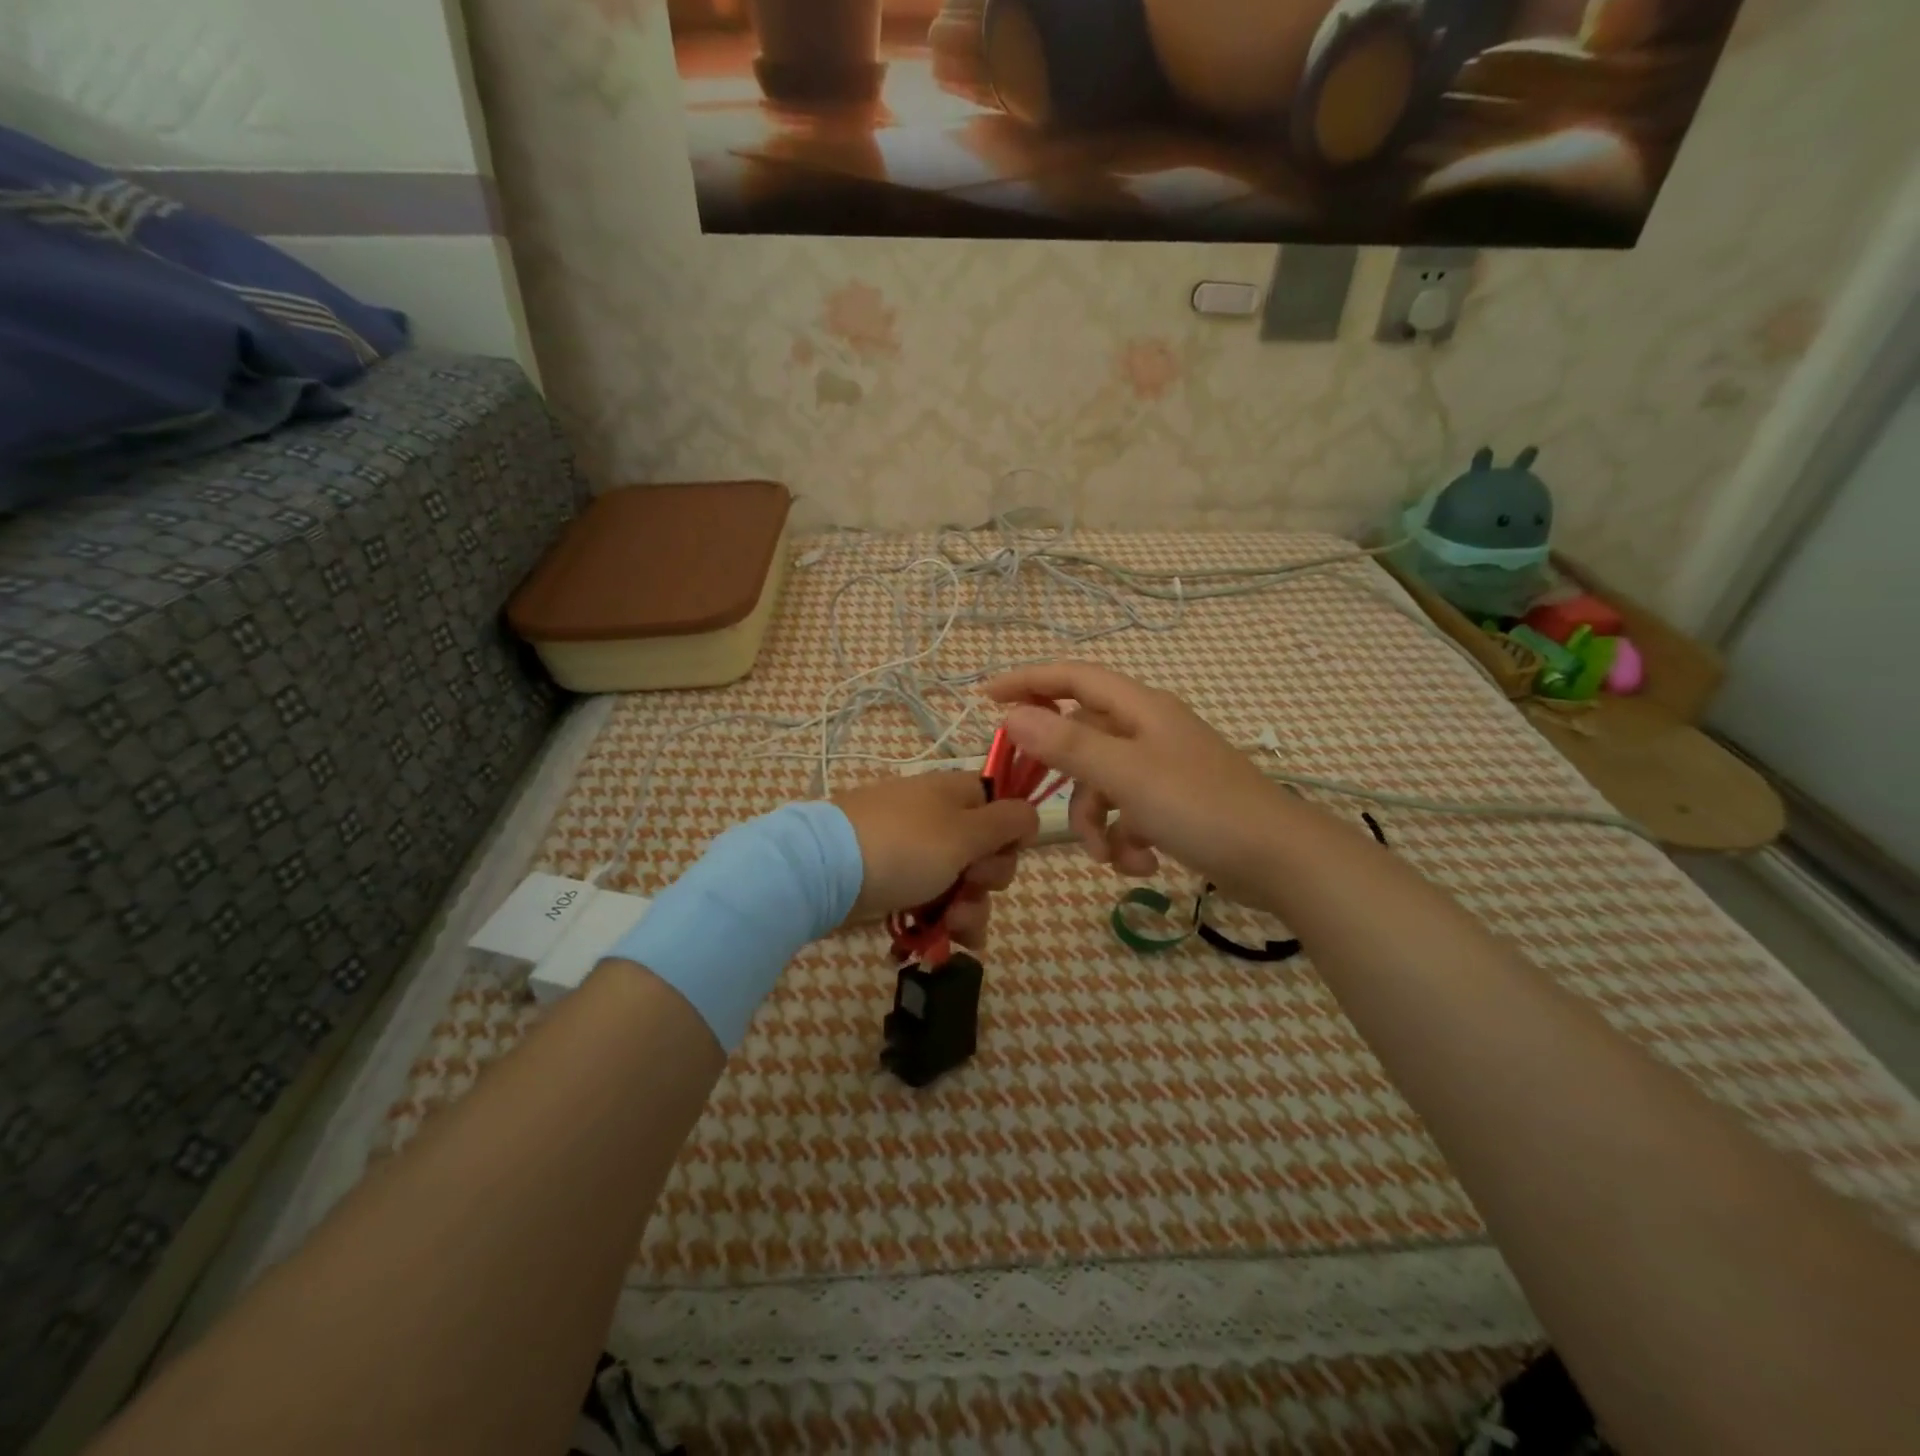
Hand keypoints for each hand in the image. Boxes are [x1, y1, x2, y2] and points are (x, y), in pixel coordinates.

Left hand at [832, 770, 1039, 948]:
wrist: (825, 870)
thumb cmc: (905, 846)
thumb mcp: (965, 832)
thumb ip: (1006, 823)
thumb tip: (1032, 811)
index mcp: (956, 793)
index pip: (1002, 804)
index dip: (1012, 832)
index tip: (1008, 852)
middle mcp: (938, 818)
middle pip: (987, 850)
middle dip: (988, 880)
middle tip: (970, 886)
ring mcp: (915, 851)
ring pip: (963, 883)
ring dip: (969, 910)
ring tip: (953, 929)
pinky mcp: (896, 882)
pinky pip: (934, 900)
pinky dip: (943, 921)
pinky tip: (945, 944)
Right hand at [984, 662, 1294, 902]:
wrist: (1280, 860)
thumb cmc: (1201, 807)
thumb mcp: (1126, 775)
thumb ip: (1068, 745)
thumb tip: (1013, 715)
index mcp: (1140, 709)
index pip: (1072, 677)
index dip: (1027, 680)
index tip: (986, 698)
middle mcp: (1149, 730)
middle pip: (1083, 738)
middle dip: (1064, 777)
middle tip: (1033, 797)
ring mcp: (1163, 768)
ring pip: (1103, 785)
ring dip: (1097, 822)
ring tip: (1111, 857)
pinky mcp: (1175, 804)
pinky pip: (1129, 813)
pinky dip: (1126, 840)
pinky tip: (1141, 866)